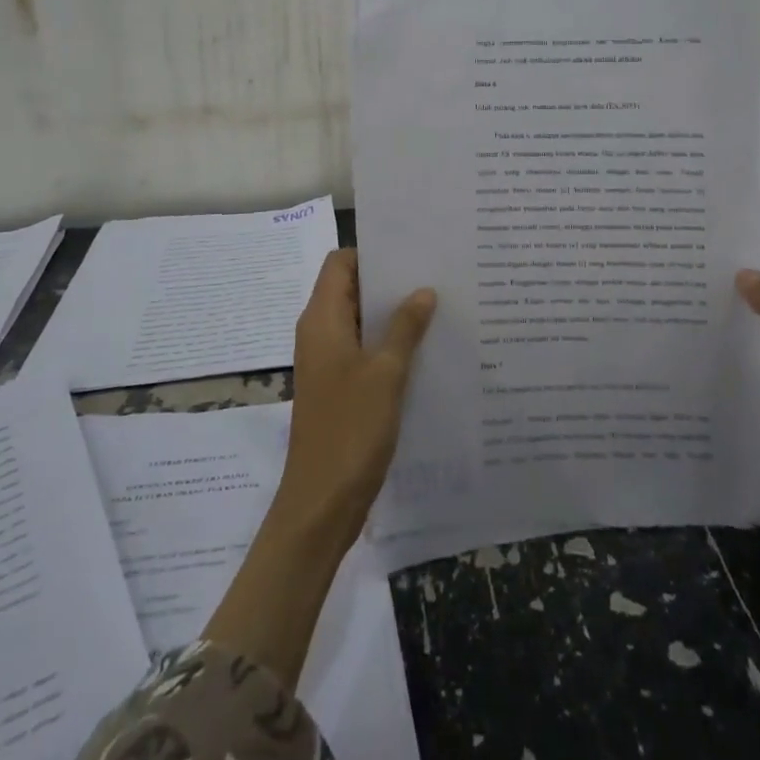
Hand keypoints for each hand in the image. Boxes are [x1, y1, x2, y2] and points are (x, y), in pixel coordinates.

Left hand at [277, 248, 435, 545]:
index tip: (411, 254)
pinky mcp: (339, 388)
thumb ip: (405, 327)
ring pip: (362, 322)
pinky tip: (426, 351)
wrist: (321, 505)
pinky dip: (390, 345)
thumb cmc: (350, 430)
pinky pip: (365, 351)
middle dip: (390, 283)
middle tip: (435, 277)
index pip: (340, 263)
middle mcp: (321, 334)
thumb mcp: (385, 373)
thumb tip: (423, 290)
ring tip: (439, 309)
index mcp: (322, 320)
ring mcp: (329, 363)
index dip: (372, 254)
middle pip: (352, 290)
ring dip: (394, 316)